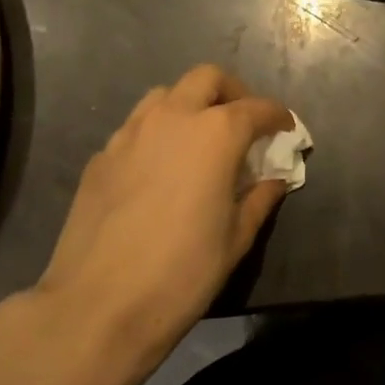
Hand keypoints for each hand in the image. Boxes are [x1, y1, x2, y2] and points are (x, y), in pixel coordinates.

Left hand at [13, 65, 291, 383]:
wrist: (99, 306)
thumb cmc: (183, 272)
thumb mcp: (236, 238)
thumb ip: (259, 199)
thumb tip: (274, 180)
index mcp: (216, 134)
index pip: (257, 108)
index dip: (277, 116)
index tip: (286, 129)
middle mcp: (173, 118)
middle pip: (207, 79)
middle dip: (233, 93)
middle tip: (243, 123)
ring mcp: (130, 134)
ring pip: (166, 95)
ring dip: (190, 105)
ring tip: (200, 139)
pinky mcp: (101, 156)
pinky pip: (136, 127)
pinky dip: (158, 133)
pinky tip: (160, 169)